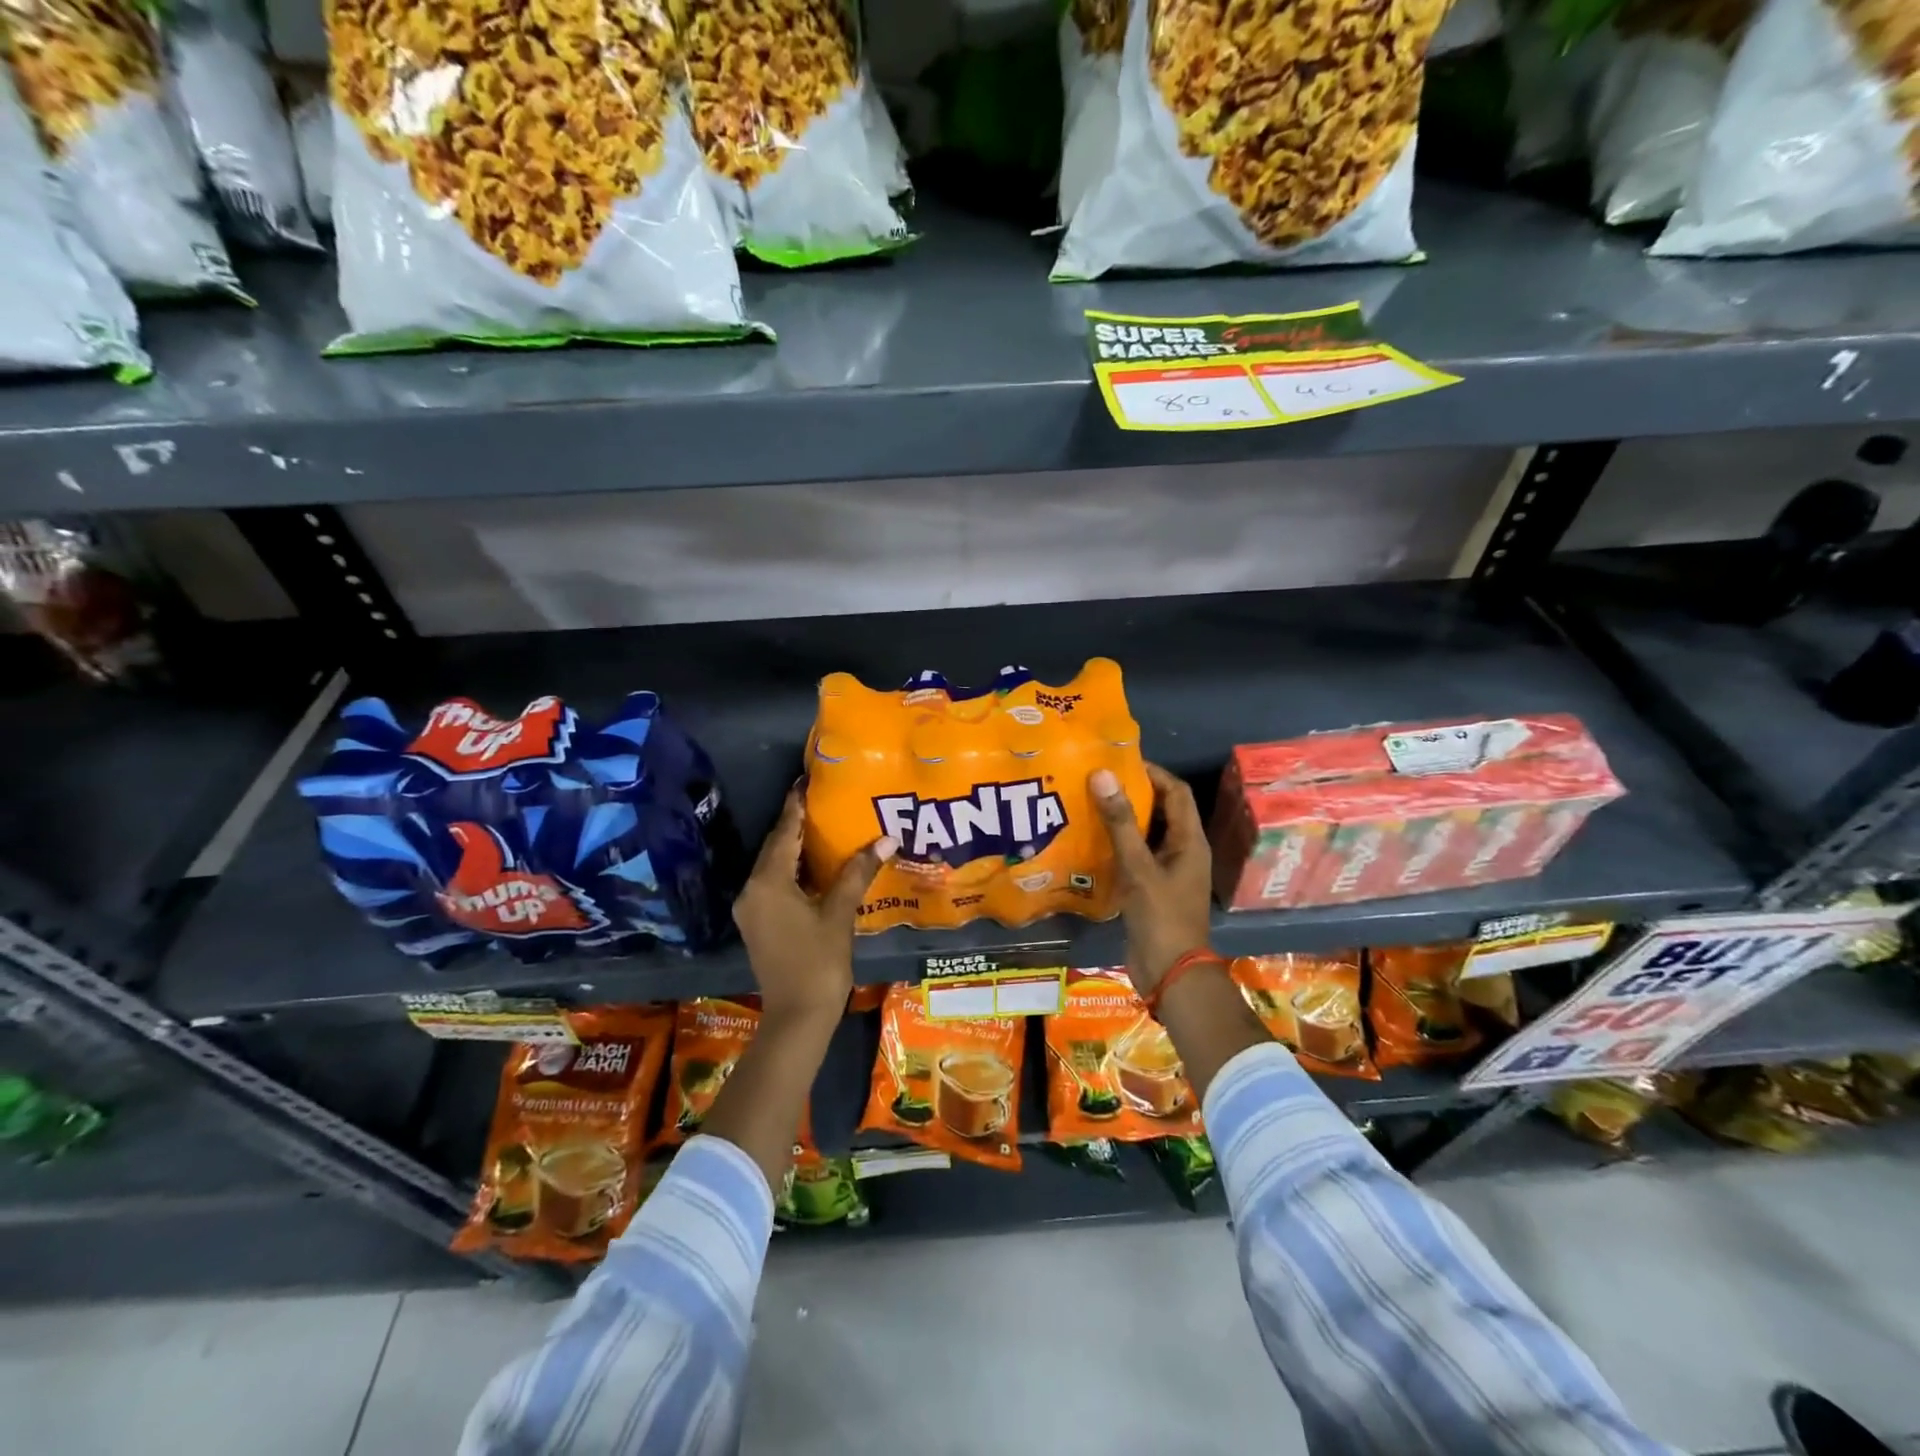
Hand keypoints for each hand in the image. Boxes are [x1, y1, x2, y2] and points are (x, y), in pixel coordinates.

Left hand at [732, 786, 896, 1023]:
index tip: (807, 781)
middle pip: (775, 847)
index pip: (784, 833)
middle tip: (823, 800)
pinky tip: (816, 865)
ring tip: (824, 826)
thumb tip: (886, 838)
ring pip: (773, 866)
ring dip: (795, 847)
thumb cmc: (819, 963)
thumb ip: (858, 872)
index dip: (796, 806)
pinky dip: (792, 869)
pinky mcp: (758, 923)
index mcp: (768, 882)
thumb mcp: (839, 914)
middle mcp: (752, 890)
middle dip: (797, 824)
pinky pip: (773, 883)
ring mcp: (752, 909)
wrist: (797, 1017)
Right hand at [1090, 762, 1214, 993]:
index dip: (1152, 772)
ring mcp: (1167, 872)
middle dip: (1132, 793)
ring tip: (1087, 804)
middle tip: (1095, 781)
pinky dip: (1116, 846)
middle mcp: (1182, 851)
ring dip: (1121, 820)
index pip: (1176, 792)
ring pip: (1145, 835)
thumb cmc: (1161, 917)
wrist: (1170, 974)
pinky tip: (1088, 842)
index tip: (1118, 761)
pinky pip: (1134, 857)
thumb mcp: (1138, 867)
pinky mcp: (1150, 890)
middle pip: (1161, 810)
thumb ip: (1120, 822)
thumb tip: (1103, 775)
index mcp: (1189, 841)